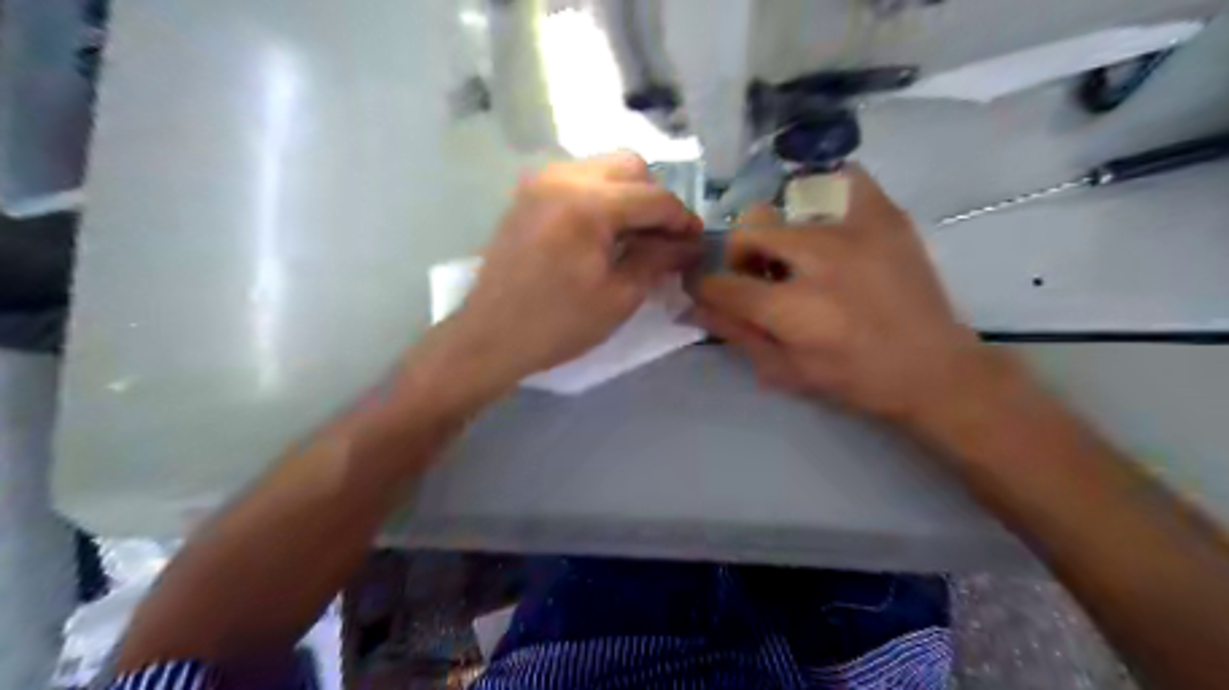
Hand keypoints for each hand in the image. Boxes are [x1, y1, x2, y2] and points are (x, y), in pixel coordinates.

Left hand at [419, 155, 699, 395]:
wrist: (490, 336)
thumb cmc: (557, 324)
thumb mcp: (619, 297)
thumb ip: (657, 260)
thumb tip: (689, 245)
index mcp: (588, 203)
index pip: (653, 198)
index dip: (682, 220)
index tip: (696, 243)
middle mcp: (563, 177)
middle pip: (630, 165)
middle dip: (655, 198)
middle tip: (663, 237)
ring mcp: (540, 182)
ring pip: (603, 168)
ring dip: (628, 195)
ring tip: (634, 236)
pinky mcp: (528, 195)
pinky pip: (577, 180)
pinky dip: (601, 197)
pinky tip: (602, 233)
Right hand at [689, 162, 996, 429]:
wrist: (934, 368)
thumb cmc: (855, 379)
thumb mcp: (787, 370)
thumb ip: (738, 333)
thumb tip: (695, 307)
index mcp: (793, 309)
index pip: (721, 284)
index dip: (704, 287)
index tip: (707, 290)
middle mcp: (817, 260)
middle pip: (747, 234)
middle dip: (739, 258)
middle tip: (758, 278)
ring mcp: (854, 231)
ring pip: (784, 210)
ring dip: (776, 237)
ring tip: (798, 259)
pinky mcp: (885, 216)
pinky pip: (843, 180)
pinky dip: (825, 194)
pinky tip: (828, 221)